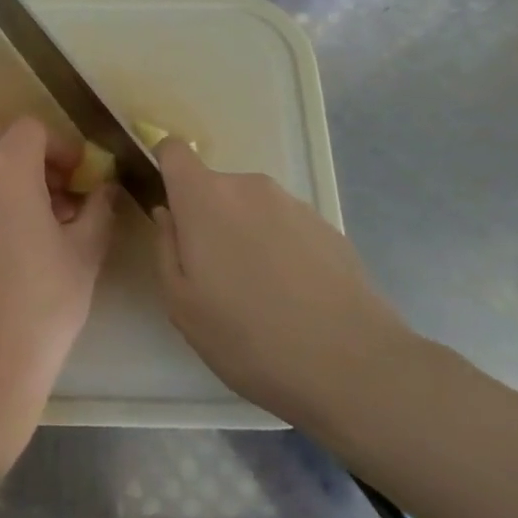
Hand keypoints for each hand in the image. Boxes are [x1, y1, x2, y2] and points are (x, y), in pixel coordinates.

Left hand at [0, 118, 114, 439]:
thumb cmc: (41, 306)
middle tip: (58, 193)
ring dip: (8, 173)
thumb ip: (99, 209)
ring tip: (39, 220)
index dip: (61, 146)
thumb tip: (105, 187)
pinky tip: (10, 241)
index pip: (31, 128)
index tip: (80, 179)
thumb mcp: (84, 255)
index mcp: (6, 169)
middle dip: (31, 153)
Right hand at [153, 140, 421, 448]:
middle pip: (214, 188)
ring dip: (246, 237)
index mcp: (205, 198)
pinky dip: (280, 252)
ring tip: (260, 296)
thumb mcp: (181, 304)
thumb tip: (169, 214)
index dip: (164, 169)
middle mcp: (249, 187)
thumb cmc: (248, 336)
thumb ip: (166, 247)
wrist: (353, 366)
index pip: (173, 150)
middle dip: (207, 221)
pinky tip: (294, 301)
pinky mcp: (329, 228)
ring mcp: (294, 205)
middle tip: (215, 277)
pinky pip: (286, 229)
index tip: (168, 207)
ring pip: (251, 210)